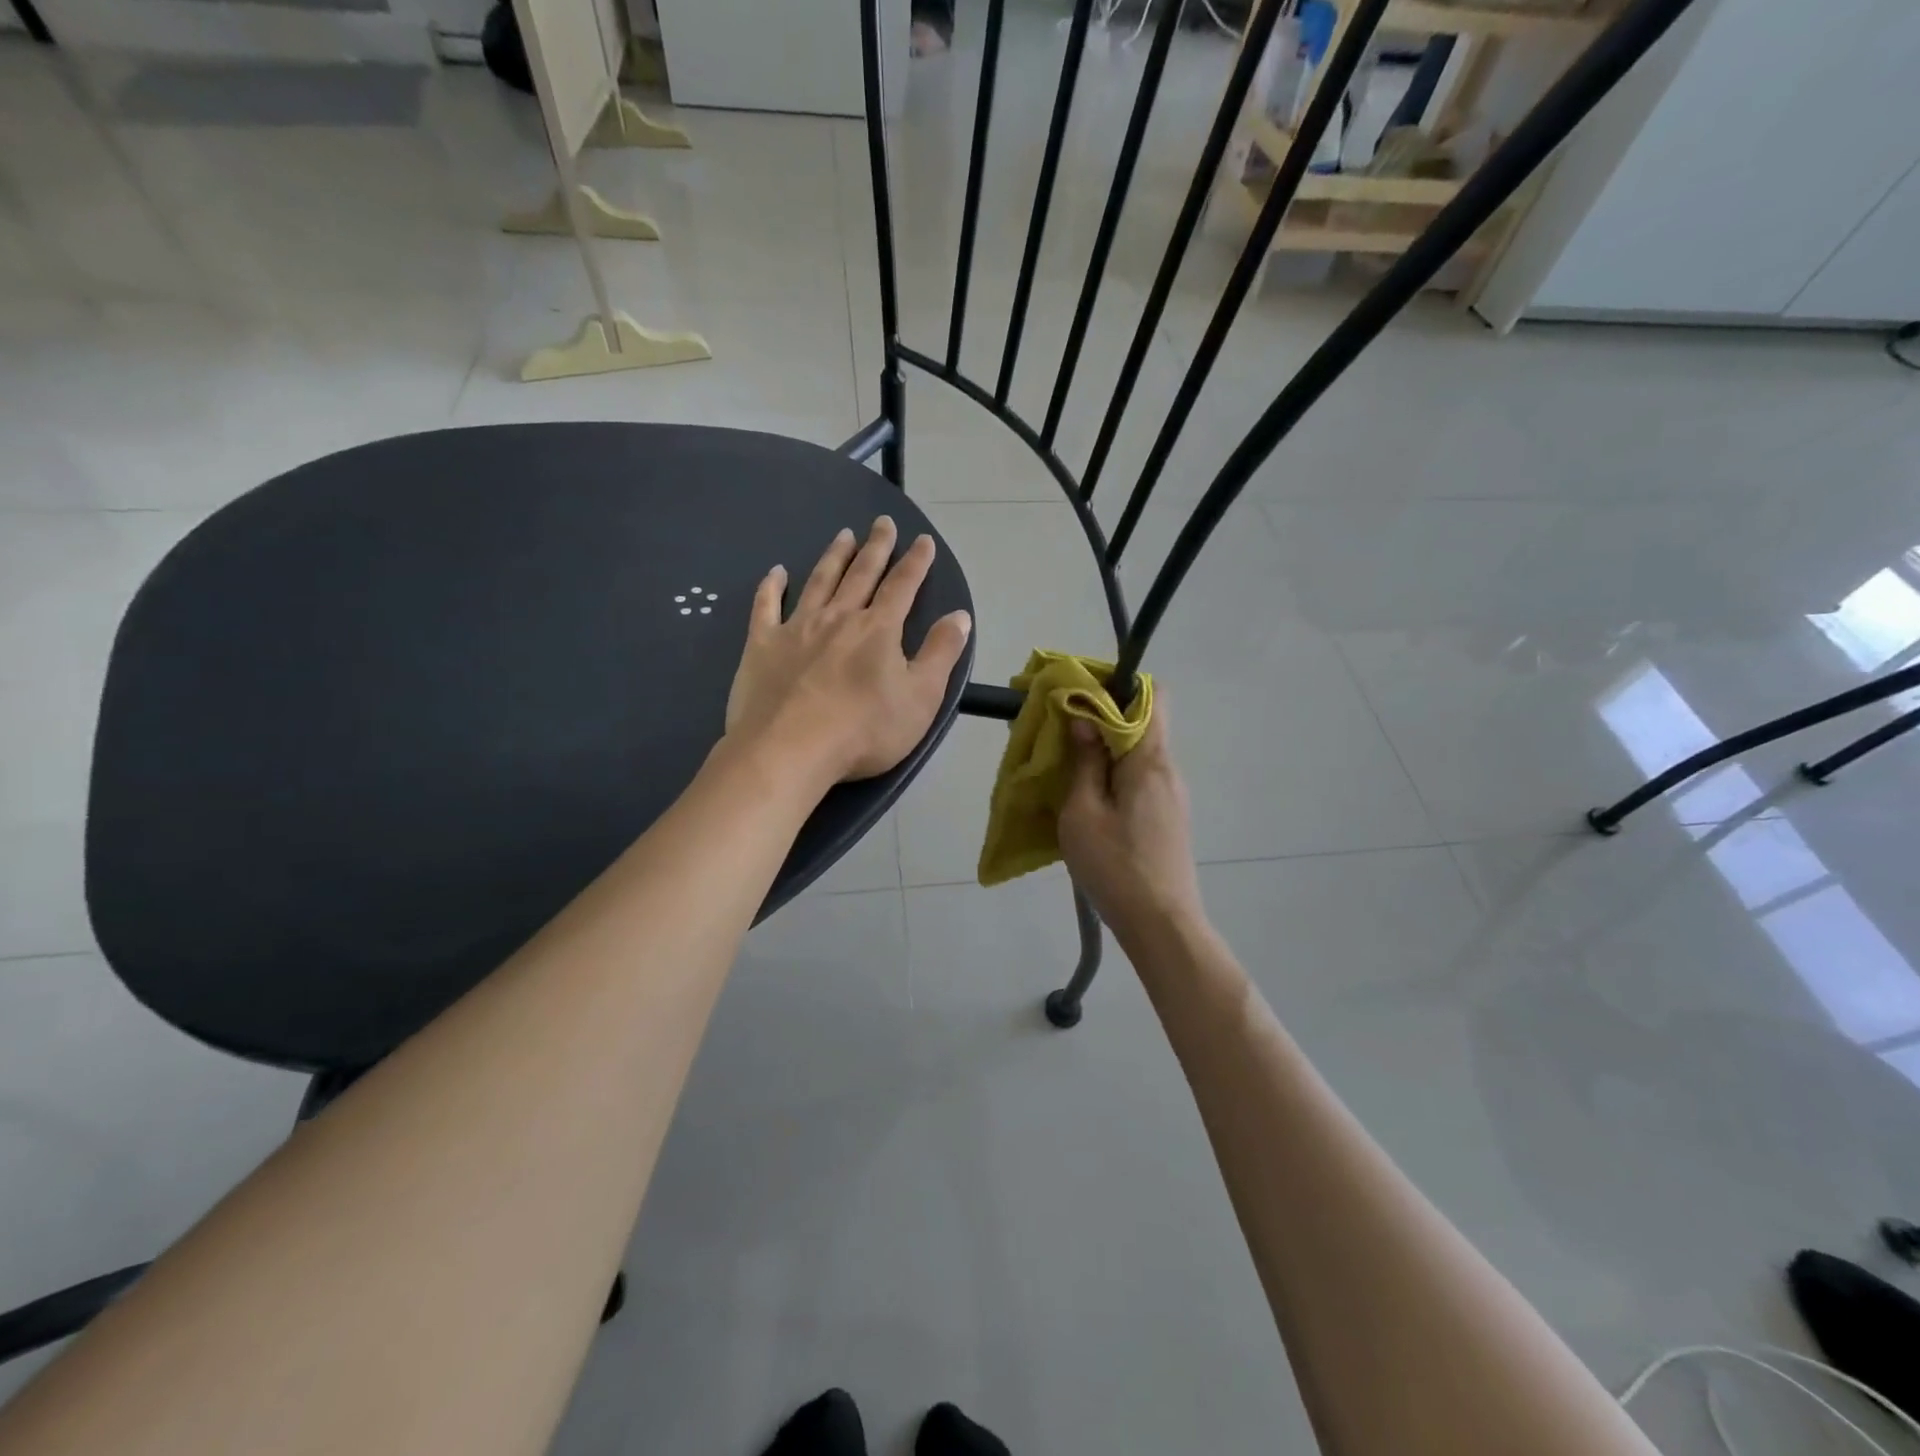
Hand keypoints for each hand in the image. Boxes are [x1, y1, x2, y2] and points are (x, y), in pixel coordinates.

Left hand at [725, 516, 972, 785]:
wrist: (789, 749)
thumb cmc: (864, 730)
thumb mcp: (920, 698)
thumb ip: (941, 654)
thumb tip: (960, 616)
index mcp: (878, 630)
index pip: (902, 587)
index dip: (916, 563)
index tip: (923, 540)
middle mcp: (838, 618)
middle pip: (861, 575)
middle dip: (876, 548)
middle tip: (882, 523)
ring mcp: (797, 628)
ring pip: (819, 582)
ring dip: (833, 557)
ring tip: (843, 535)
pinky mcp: (762, 646)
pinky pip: (766, 606)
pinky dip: (771, 586)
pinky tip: (776, 572)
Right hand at [1058, 711, 1204, 947]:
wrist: (1162, 925)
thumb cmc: (1116, 866)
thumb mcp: (1083, 813)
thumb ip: (1083, 763)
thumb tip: (1084, 721)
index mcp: (1150, 760)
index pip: (1151, 696)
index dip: (1116, 688)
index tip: (1078, 697)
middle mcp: (1168, 770)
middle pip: (1142, 723)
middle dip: (1102, 719)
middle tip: (1062, 732)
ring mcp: (1172, 796)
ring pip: (1140, 753)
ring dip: (1105, 750)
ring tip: (1068, 765)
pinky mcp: (1168, 818)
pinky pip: (1141, 779)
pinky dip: (1115, 774)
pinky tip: (1089, 797)